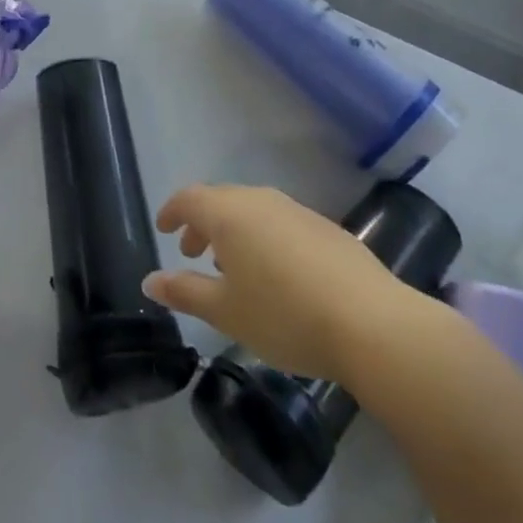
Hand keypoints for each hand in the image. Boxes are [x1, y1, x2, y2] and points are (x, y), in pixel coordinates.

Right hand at [143, 184, 442, 385]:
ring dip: (235, 232)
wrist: (373, 324)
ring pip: (253, 211)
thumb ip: (184, 292)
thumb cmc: (285, 315)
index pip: (188, 198)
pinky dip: (265, 239)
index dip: (172, 211)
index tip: (163, 229)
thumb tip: (149, 281)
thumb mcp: (226, 312)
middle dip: (202, 224)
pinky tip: (278, 275)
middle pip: (220, 201)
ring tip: (234, 268)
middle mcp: (260, 200)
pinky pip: (281, 223)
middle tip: (194, 254)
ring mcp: (297, 211)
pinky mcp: (327, 229)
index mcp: (229, 213)